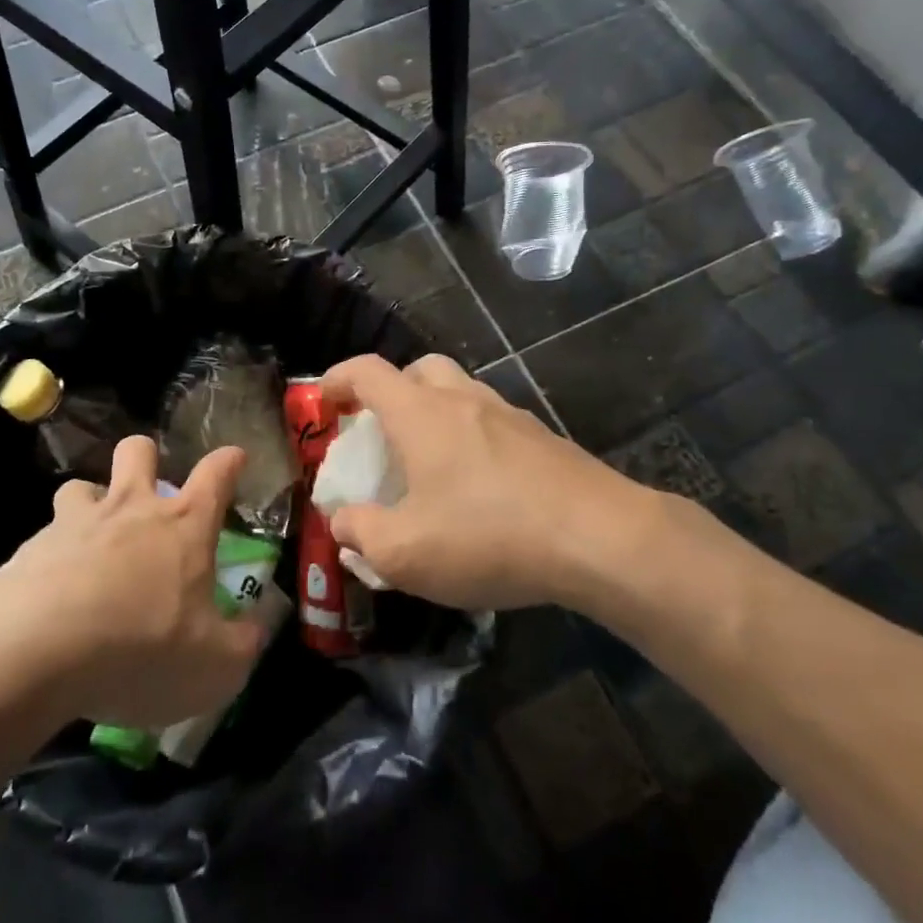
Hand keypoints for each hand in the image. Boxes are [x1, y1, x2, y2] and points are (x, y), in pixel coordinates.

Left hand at [0, 436, 268, 727]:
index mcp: (183, 527)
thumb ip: (242, 644)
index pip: (216, 475)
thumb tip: (255, 628)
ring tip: (91, 537)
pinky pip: (44, 539)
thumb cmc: (142, 648)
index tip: (235, 457)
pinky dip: (51, 556)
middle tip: (147, 488)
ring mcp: (75, 524)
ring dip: (90, 503)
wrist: (36, 650)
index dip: (229, 462)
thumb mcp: (214, 666)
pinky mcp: (29, 550)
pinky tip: (50, 592)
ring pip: (81, 486)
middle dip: (146, 457)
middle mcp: (130, 510)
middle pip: (137, 451)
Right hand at [320, 354, 672, 610]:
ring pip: (460, 393)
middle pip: (419, 369)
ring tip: (429, 464)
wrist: (599, 538)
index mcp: (420, 414)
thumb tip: (344, 521)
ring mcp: (509, 415)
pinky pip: (492, 423)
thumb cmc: (487, 536)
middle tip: (381, 430)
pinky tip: (478, 487)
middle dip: (392, 390)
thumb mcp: (404, 552)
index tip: (323, 400)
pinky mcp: (543, 439)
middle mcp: (463, 400)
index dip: (337, 379)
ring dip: (435, 413)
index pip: (367, 371)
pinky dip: (471, 438)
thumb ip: (361, 533)